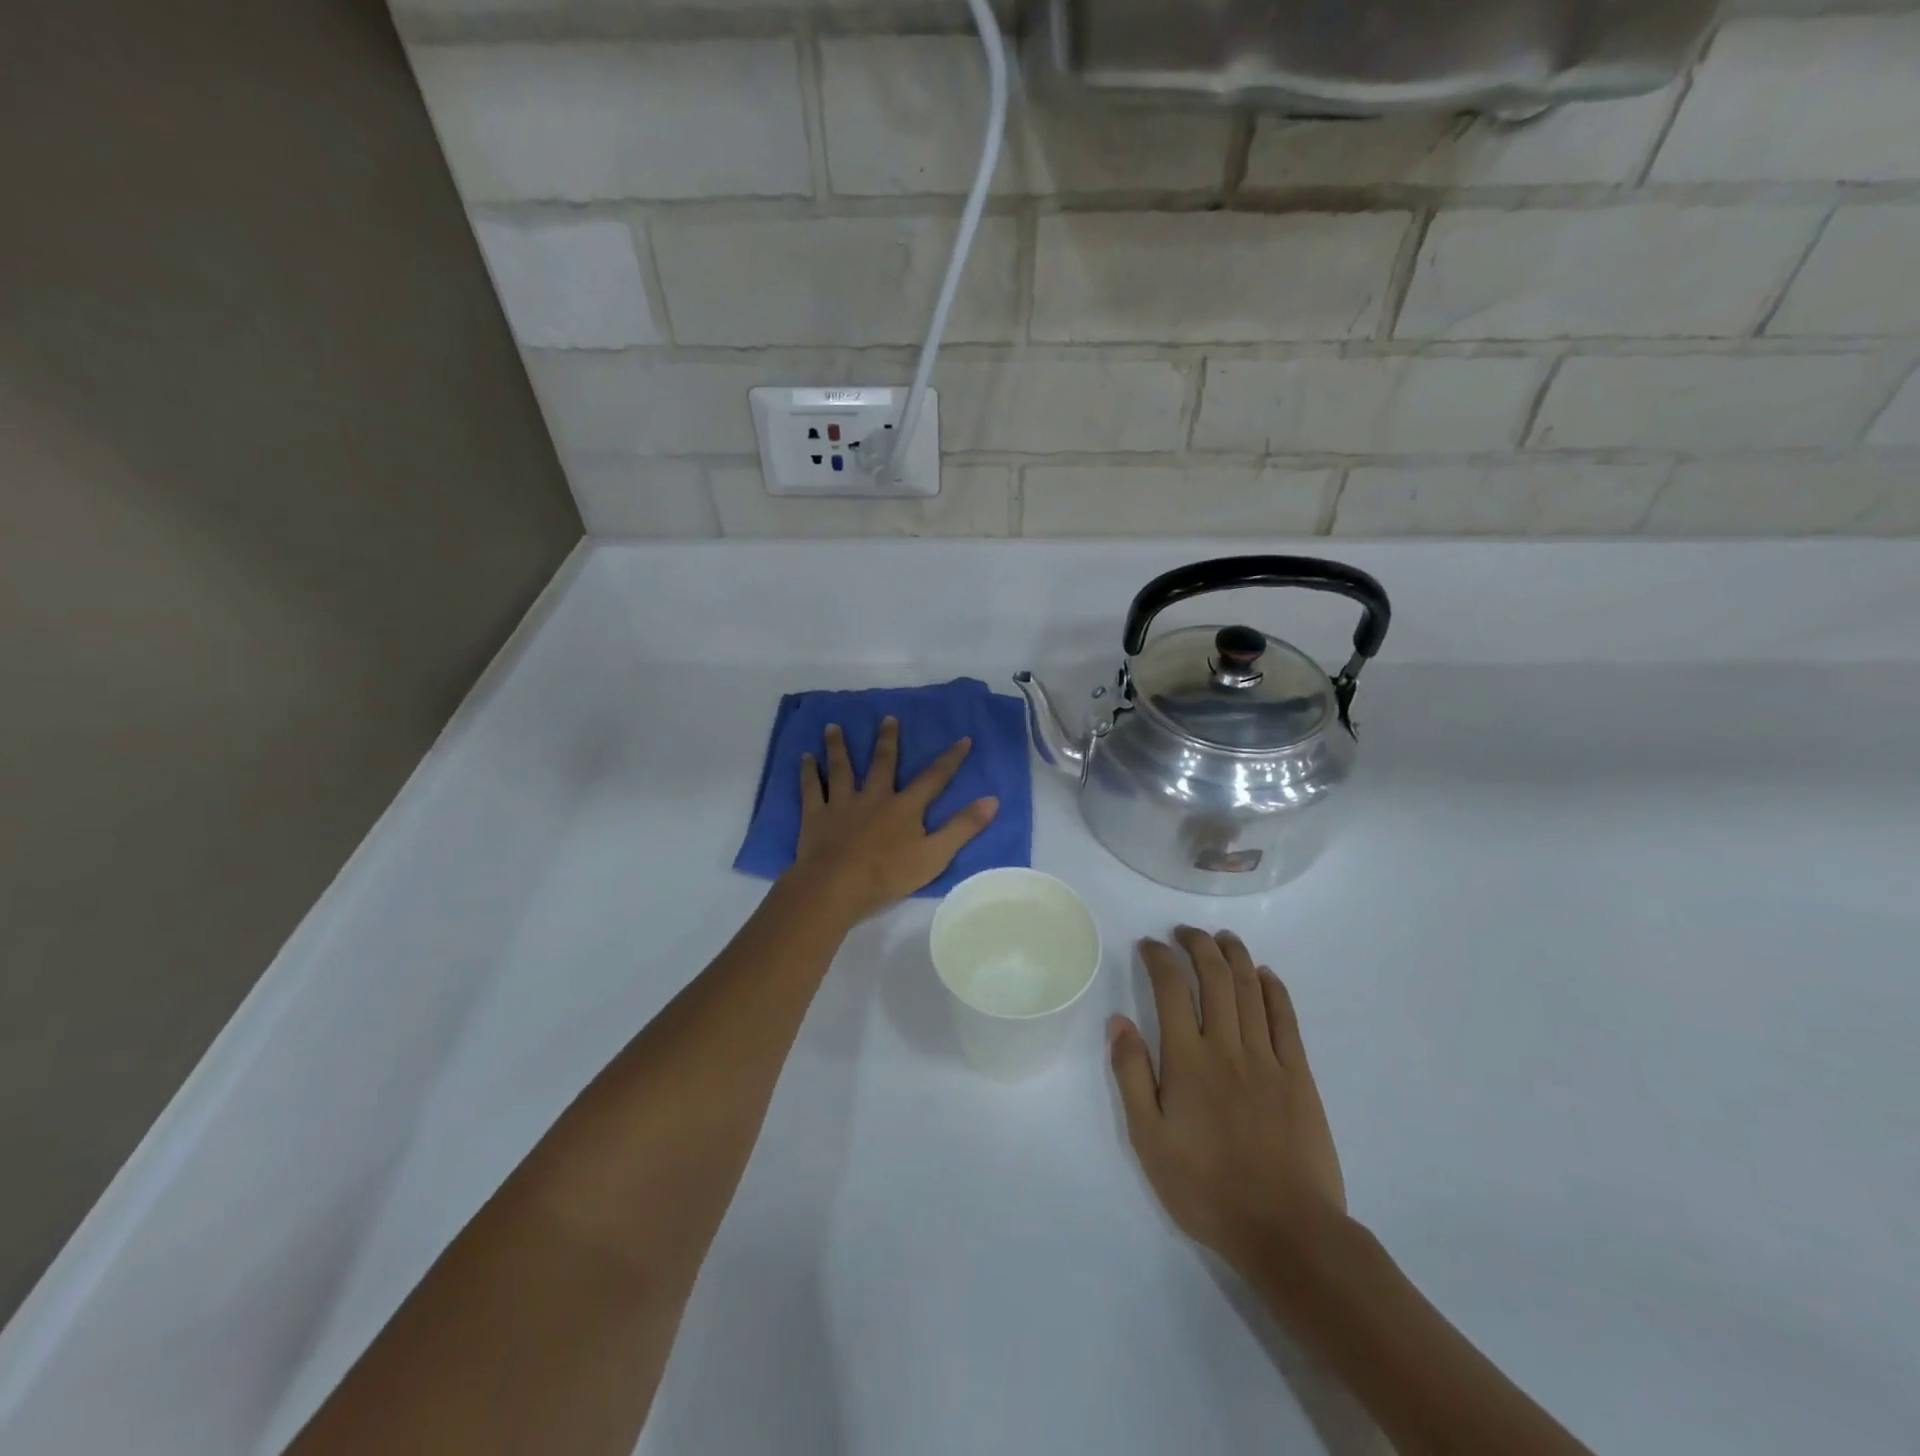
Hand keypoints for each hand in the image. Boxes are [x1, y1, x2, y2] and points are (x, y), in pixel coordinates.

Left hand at [788, 718, 998, 922]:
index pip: (934, 778)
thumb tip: (992, 799)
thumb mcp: (935, 855)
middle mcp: (874, 796)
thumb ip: (962, 827)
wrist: (835, 887)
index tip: (963, 738)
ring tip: (832, 726)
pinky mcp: (816, 816)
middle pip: (882, 763)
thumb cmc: (887, 875)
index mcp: (904, 807)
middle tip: (887, 718)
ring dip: (838, 746)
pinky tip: (804, 758)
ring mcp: (842, 804)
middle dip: (887, 740)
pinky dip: (808, 772)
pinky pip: (810, 789)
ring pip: (841, 768)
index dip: (950, 759)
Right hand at [1109, 927, 1345, 1273]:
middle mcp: (1227, 1046)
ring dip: (1235, 955)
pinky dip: (1274, 988)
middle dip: (1197, 945)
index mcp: (1187, 1060)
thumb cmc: (1206, 1189)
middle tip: (1184, 932)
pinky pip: (1285, 1018)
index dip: (1159, 957)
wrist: (1285, 1231)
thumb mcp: (1148, 1139)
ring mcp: (1267, 1058)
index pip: (1171, 988)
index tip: (1148, 945)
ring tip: (1221, 937)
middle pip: (1214, 976)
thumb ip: (1132, 1075)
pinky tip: (1264, 974)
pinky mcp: (1299, 1075)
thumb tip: (1118, 1021)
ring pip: (1250, 988)